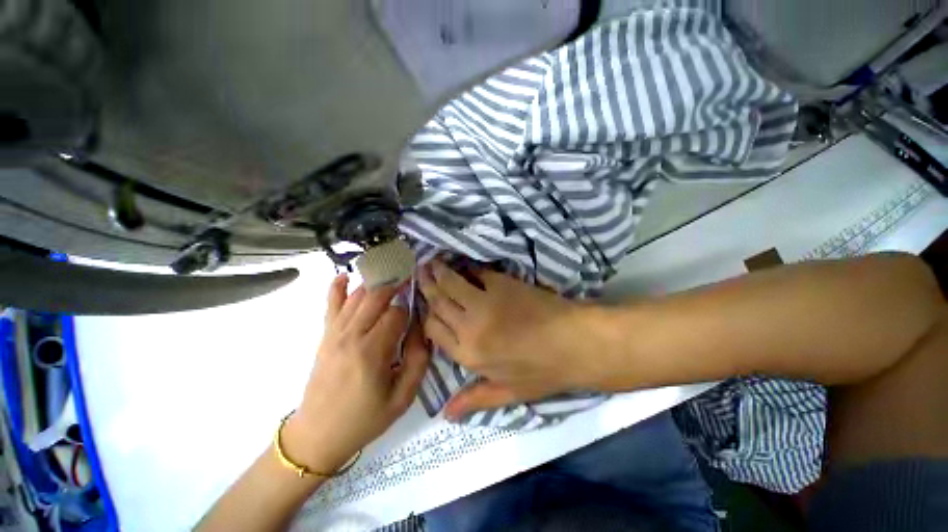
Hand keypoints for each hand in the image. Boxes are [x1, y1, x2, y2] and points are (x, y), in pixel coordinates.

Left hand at [283, 275, 428, 471]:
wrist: (318, 435)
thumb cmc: (365, 418)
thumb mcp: (403, 397)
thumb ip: (418, 359)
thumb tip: (422, 328)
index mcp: (372, 351)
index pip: (397, 313)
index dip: (411, 309)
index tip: (417, 313)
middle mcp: (351, 335)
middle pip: (376, 296)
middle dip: (396, 284)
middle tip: (410, 279)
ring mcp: (334, 333)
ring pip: (357, 296)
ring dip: (376, 283)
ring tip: (392, 276)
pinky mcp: (325, 336)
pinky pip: (330, 304)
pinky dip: (337, 287)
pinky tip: (344, 275)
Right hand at [420, 261, 605, 420]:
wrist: (575, 343)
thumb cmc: (543, 371)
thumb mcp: (509, 394)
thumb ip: (475, 399)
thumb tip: (445, 415)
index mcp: (468, 355)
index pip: (433, 330)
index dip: (426, 316)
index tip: (424, 305)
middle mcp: (470, 326)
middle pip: (439, 303)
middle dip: (427, 286)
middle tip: (419, 272)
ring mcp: (485, 302)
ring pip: (452, 284)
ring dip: (440, 272)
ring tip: (431, 262)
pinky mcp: (502, 284)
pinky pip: (477, 273)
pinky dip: (468, 268)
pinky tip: (463, 264)